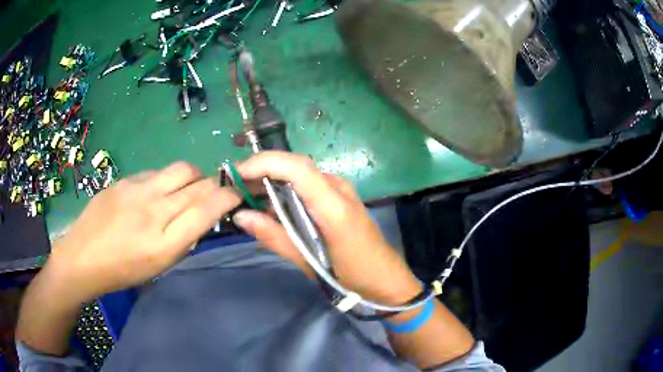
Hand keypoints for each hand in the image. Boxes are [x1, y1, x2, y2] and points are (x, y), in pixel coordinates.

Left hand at [47, 162, 240, 302]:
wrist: (83, 257)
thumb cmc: (123, 271)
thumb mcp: (159, 267)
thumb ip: (184, 238)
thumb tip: (202, 214)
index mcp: (164, 243)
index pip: (208, 208)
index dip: (229, 196)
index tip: (238, 194)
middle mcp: (153, 210)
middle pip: (198, 183)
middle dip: (215, 185)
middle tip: (215, 193)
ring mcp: (136, 189)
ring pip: (181, 169)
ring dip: (193, 177)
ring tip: (186, 190)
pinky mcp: (124, 179)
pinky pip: (157, 172)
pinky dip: (167, 180)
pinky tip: (156, 193)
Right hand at [235, 151, 420, 304]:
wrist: (385, 279)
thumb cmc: (351, 275)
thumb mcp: (309, 262)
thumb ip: (275, 237)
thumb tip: (241, 216)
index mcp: (334, 206)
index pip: (297, 167)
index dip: (265, 163)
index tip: (236, 174)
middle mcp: (338, 189)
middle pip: (295, 166)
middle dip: (261, 170)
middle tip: (233, 186)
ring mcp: (340, 190)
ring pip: (298, 174)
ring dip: (270, 179)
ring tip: (244, 195)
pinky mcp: (338, 196)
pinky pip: (306, 185)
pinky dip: (284, 190)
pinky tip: (269, 205)